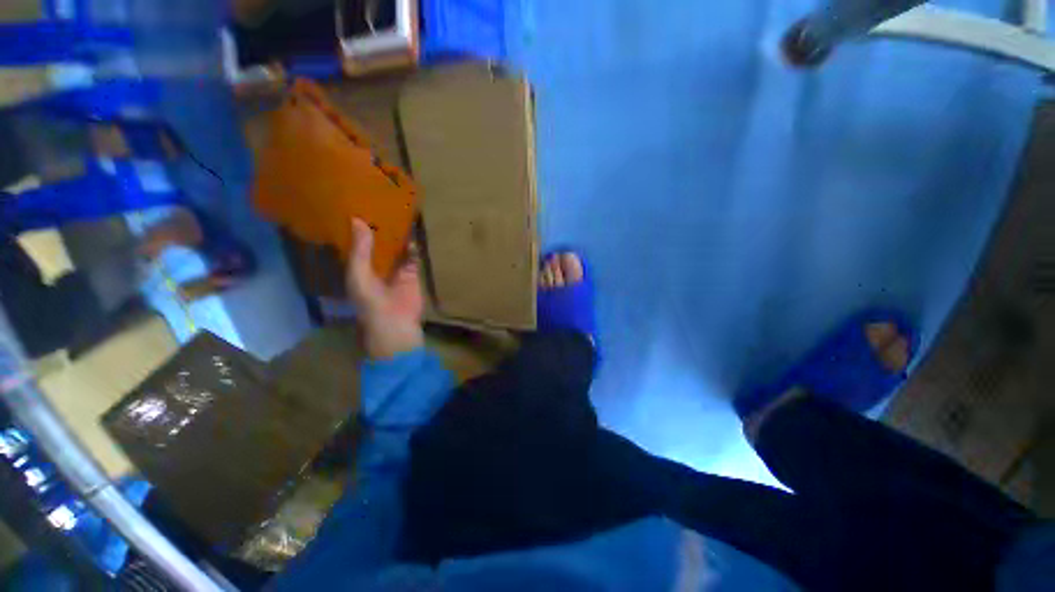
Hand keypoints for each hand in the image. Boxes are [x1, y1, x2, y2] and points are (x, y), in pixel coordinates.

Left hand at [346, 218, 423, 358]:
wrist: (395, 322)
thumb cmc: (370, 300)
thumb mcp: (358, 274)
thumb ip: (360, 250)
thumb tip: (357, 219)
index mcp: (358, 267)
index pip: (357, 244)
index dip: (358, 229)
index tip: (358, 207)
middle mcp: (376, 266)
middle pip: (378, 244)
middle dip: (380, 230)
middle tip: (382, 207)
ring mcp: (395, 270)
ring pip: (397, 249)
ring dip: (398, 237)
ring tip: (400, 216)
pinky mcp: (411, 274)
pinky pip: (413, 258)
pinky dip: (413, 248)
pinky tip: (413, 236)